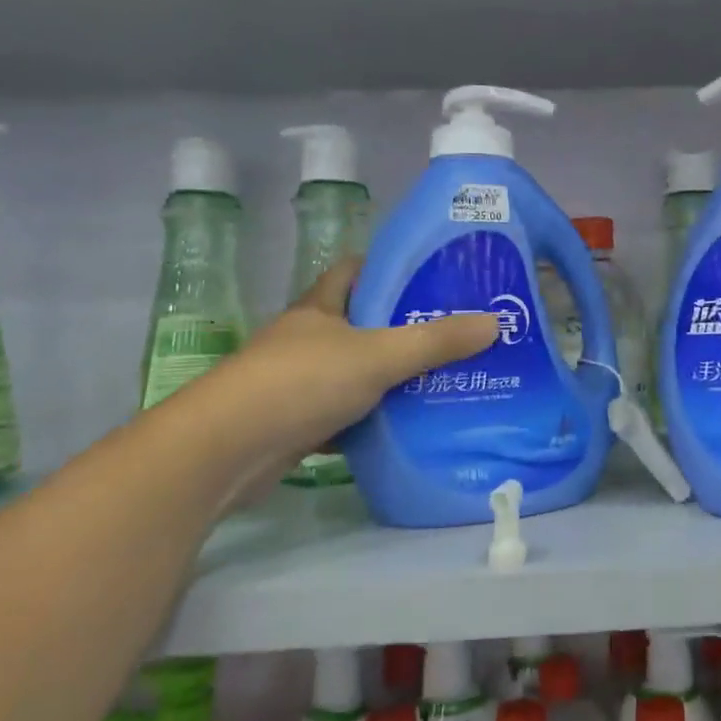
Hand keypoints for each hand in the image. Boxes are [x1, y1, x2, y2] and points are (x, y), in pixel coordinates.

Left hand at [199, 260, 499, 487]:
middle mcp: (308, 338)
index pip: (353, 271)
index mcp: (320, 308)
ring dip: (390, 376)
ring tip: (443, 379)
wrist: (225, 451)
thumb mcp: (378, 355)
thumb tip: (494, 323)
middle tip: (454, 334)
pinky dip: (372, 419)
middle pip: (360, 323)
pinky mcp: (297, 422)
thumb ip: (435, 341)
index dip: (388, 269)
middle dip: (403, 328)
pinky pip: (346, 413)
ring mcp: (298, 382)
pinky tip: (406, 425)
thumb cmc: (300, 382)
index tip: (431, 278)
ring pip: (355, 371)